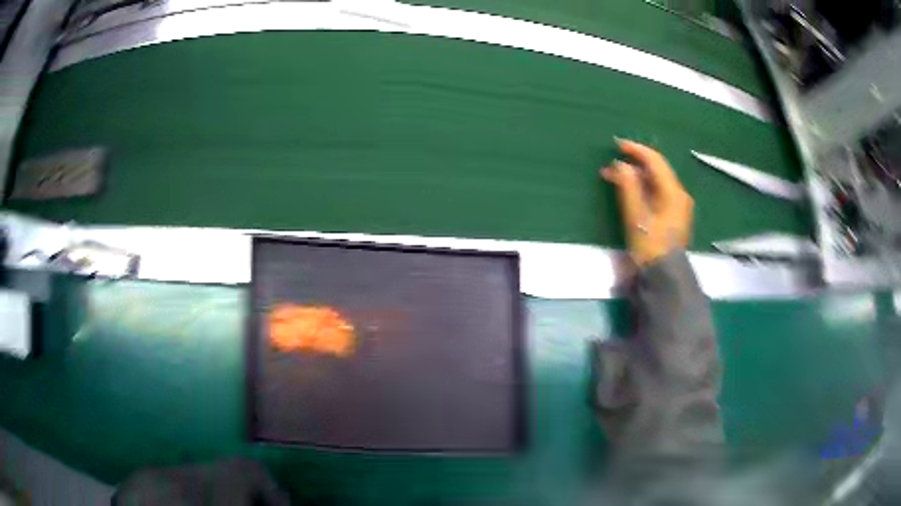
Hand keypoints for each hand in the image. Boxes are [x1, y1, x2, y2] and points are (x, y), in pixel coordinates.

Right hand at [601, 139, 693, 265]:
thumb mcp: (637, 217)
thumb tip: (621, 164)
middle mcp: (679, 195)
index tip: (617, 145)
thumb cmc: (651, 246)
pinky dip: (641, 189)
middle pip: (656, 170)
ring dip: (635, 177)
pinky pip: (656, 193)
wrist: (664, 277)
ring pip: (655, 182)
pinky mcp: (672, 216)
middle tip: (611, 164)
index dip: (636, 150)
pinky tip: (627, 191)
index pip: (656, 161)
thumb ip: (629, 188)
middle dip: (634, 164)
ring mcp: (677, 206)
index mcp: (674, 192)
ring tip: (613, 177)